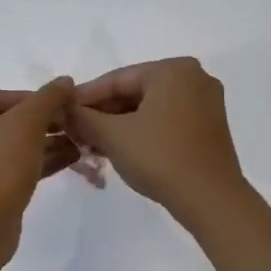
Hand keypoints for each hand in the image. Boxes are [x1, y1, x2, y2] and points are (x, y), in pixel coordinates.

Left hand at [0, 78, 79, 259]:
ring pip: (7, 148)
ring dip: (43, 144)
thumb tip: (65, 81)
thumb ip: (47, 98)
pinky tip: (69, 160)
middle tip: (73, 124)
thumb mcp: (26, 124)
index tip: (65, 105)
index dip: (35, 99)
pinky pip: (6, 170)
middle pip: (3, 123)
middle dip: (42, 124)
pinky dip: (34, 164)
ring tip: (79, 142)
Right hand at [70, 58, 246, 221]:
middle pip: (134, 91)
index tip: (60, 112)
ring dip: (119, 125)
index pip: (116, 79)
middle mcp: (194, 78)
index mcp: (173, 70)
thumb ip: (83, 118)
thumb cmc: (160, 158)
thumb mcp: (114, 136)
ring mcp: (205, 104)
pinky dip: (141, 132)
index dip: (84, 97)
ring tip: (91, 143)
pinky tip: (119, 149)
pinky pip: (165, 121)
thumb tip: (62, 110)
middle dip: (102, 113)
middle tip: (74, 131)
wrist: (210, 200)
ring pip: (149, 108)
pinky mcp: (208, 128)